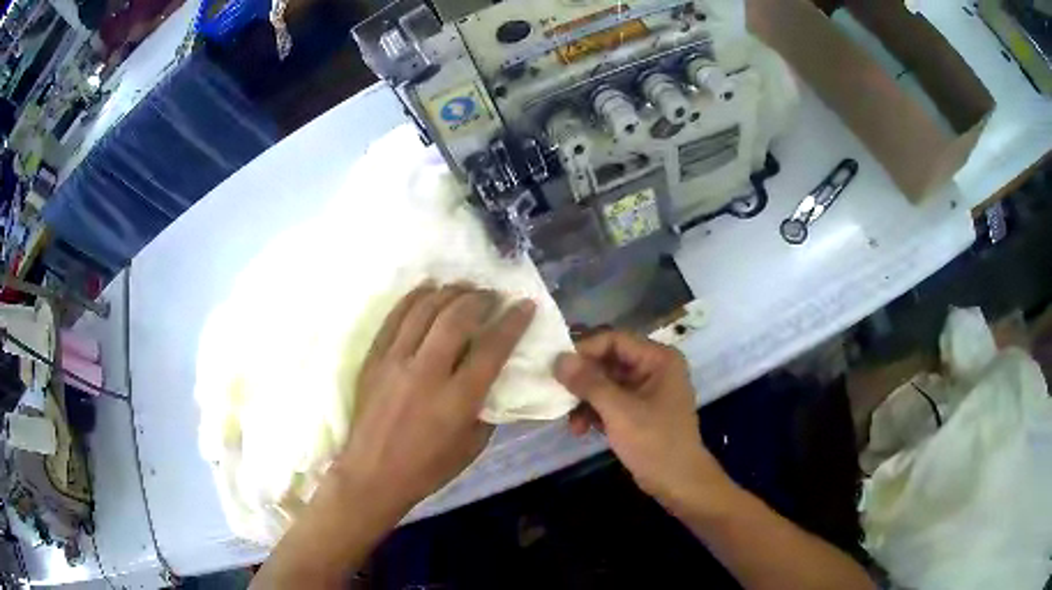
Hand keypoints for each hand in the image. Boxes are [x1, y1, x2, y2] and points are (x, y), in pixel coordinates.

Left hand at [333, 284, 535, 513]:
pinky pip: (394, 317)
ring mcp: (395, 361)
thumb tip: (494, 376)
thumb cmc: (427, 468)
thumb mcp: (472, 445)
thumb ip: (487, 407)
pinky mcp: (374, 358)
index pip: (492, 347)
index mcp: (457, 399)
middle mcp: (426, 373)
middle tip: (492, 294)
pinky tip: (428, 289)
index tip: (524, 305)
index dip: (512, 322)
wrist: (372, 474)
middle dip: (480, 298)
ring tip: (464, 287)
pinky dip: (414, 297)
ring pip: (424, 310)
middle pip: (456, 318)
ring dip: (449, 292)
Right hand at [555, 332, 728, 506]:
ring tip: (569, 421)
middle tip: (557, 392)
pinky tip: (580, 429)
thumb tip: (558, 359)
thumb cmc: (655, 442)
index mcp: (658, 359)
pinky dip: (594, 412)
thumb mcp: (619, 411)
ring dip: (585, 400)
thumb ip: (589, 383)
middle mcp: (653, 368)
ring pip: (605, 383)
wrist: (677, 482)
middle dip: (583, 380)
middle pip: (608, 361)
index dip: (585, 350)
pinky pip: (610, 401)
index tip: (557, 367)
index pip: (614, 340)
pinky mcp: (638, 410)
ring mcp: (646, 390)